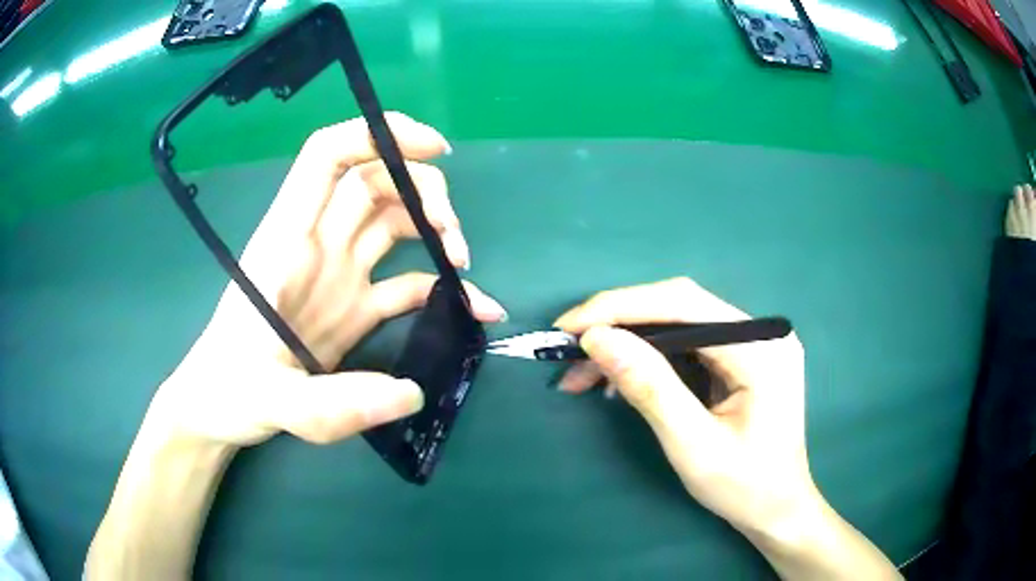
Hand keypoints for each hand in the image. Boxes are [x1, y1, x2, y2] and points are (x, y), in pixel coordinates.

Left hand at [150, 113, 506, 447]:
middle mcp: (317, 246)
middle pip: (374, 182)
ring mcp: (339, 277)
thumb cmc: (228, 389)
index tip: (432, 148)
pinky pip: (405, 282)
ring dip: (434, 227)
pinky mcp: (355, 310)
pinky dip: (441, 287)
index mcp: (288, 242)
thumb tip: (411, 393)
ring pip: (393, 220)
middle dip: (422, 189)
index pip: (328, 157)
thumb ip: (332, 403)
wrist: (220, 407)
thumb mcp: (269, 400)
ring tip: (461, 262)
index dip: (378, 135)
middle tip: (453, 236)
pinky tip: (473, 307)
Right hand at [554, 277, 815, 535]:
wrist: (778, 510)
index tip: (569, 326)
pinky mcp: (741, 359)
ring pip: (677, 325)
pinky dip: (647, 359)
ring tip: (582, 373)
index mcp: (761, 348)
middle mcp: (760, 333)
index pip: (684, 304)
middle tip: (567, 349)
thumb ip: (650, 388)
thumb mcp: (693, 445)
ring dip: (627, 343)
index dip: (621, 307)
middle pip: (679, 307)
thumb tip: (598, 339)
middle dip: (618, 324)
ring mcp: (752, 344)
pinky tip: (617, 380)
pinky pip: (687, 345)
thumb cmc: (744, 487)